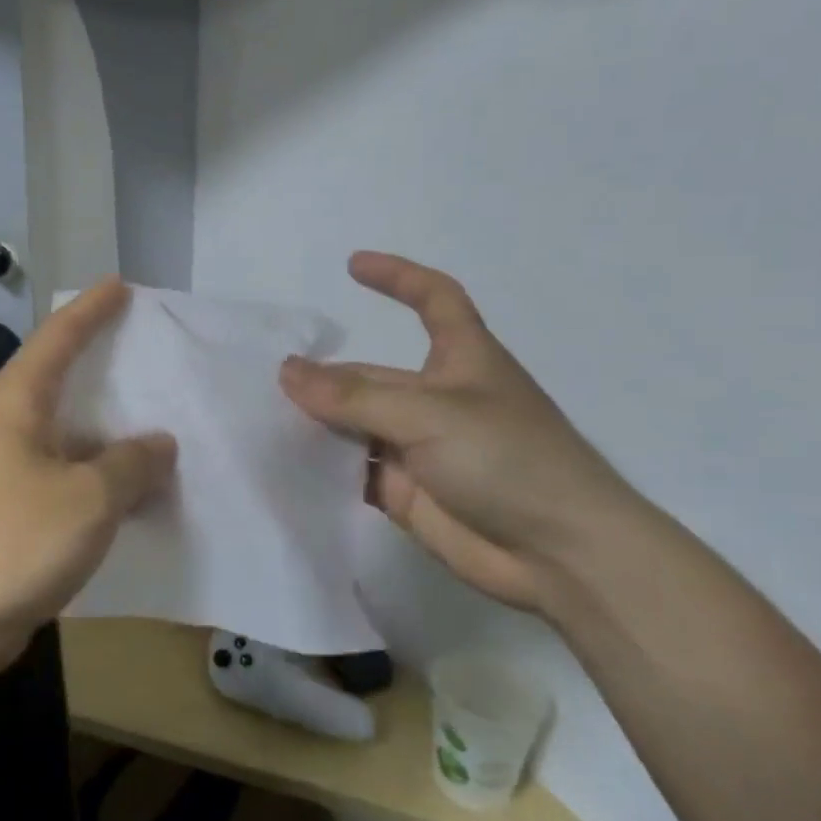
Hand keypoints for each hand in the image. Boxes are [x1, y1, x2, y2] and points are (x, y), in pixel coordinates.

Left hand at [0, 279, 176, 672]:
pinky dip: (101, 468)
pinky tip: (137, 480)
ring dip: (110, 426)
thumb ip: (133, 463)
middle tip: (152, 347)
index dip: (91, 309)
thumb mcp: (90, 498)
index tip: (120, 286)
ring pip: (69, 427)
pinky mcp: (14, 501)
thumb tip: (158, 444)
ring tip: (162, 415)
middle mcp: (6, 422)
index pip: (57, 337)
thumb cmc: (17, 542)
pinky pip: (68, 468)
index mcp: (14, 401)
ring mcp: (7, 464)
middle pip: (61, 375)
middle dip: (105, 360)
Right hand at [279, 252, 644, 616]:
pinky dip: (323, 467)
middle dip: (326, 376)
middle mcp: (437, 399)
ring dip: (317, 423)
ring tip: (262, 420)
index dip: (398, 277)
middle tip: (266, 384)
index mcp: (462, 360)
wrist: (558, 556)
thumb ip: (354, 396)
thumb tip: (287, 371)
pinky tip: (284, 465)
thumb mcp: (429, 414)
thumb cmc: (507, 460)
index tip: (353, 265)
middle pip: (370, 375)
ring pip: (356, 425)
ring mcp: (419, 448)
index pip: (433, 300)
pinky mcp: (406, 492)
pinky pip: (354, 470)